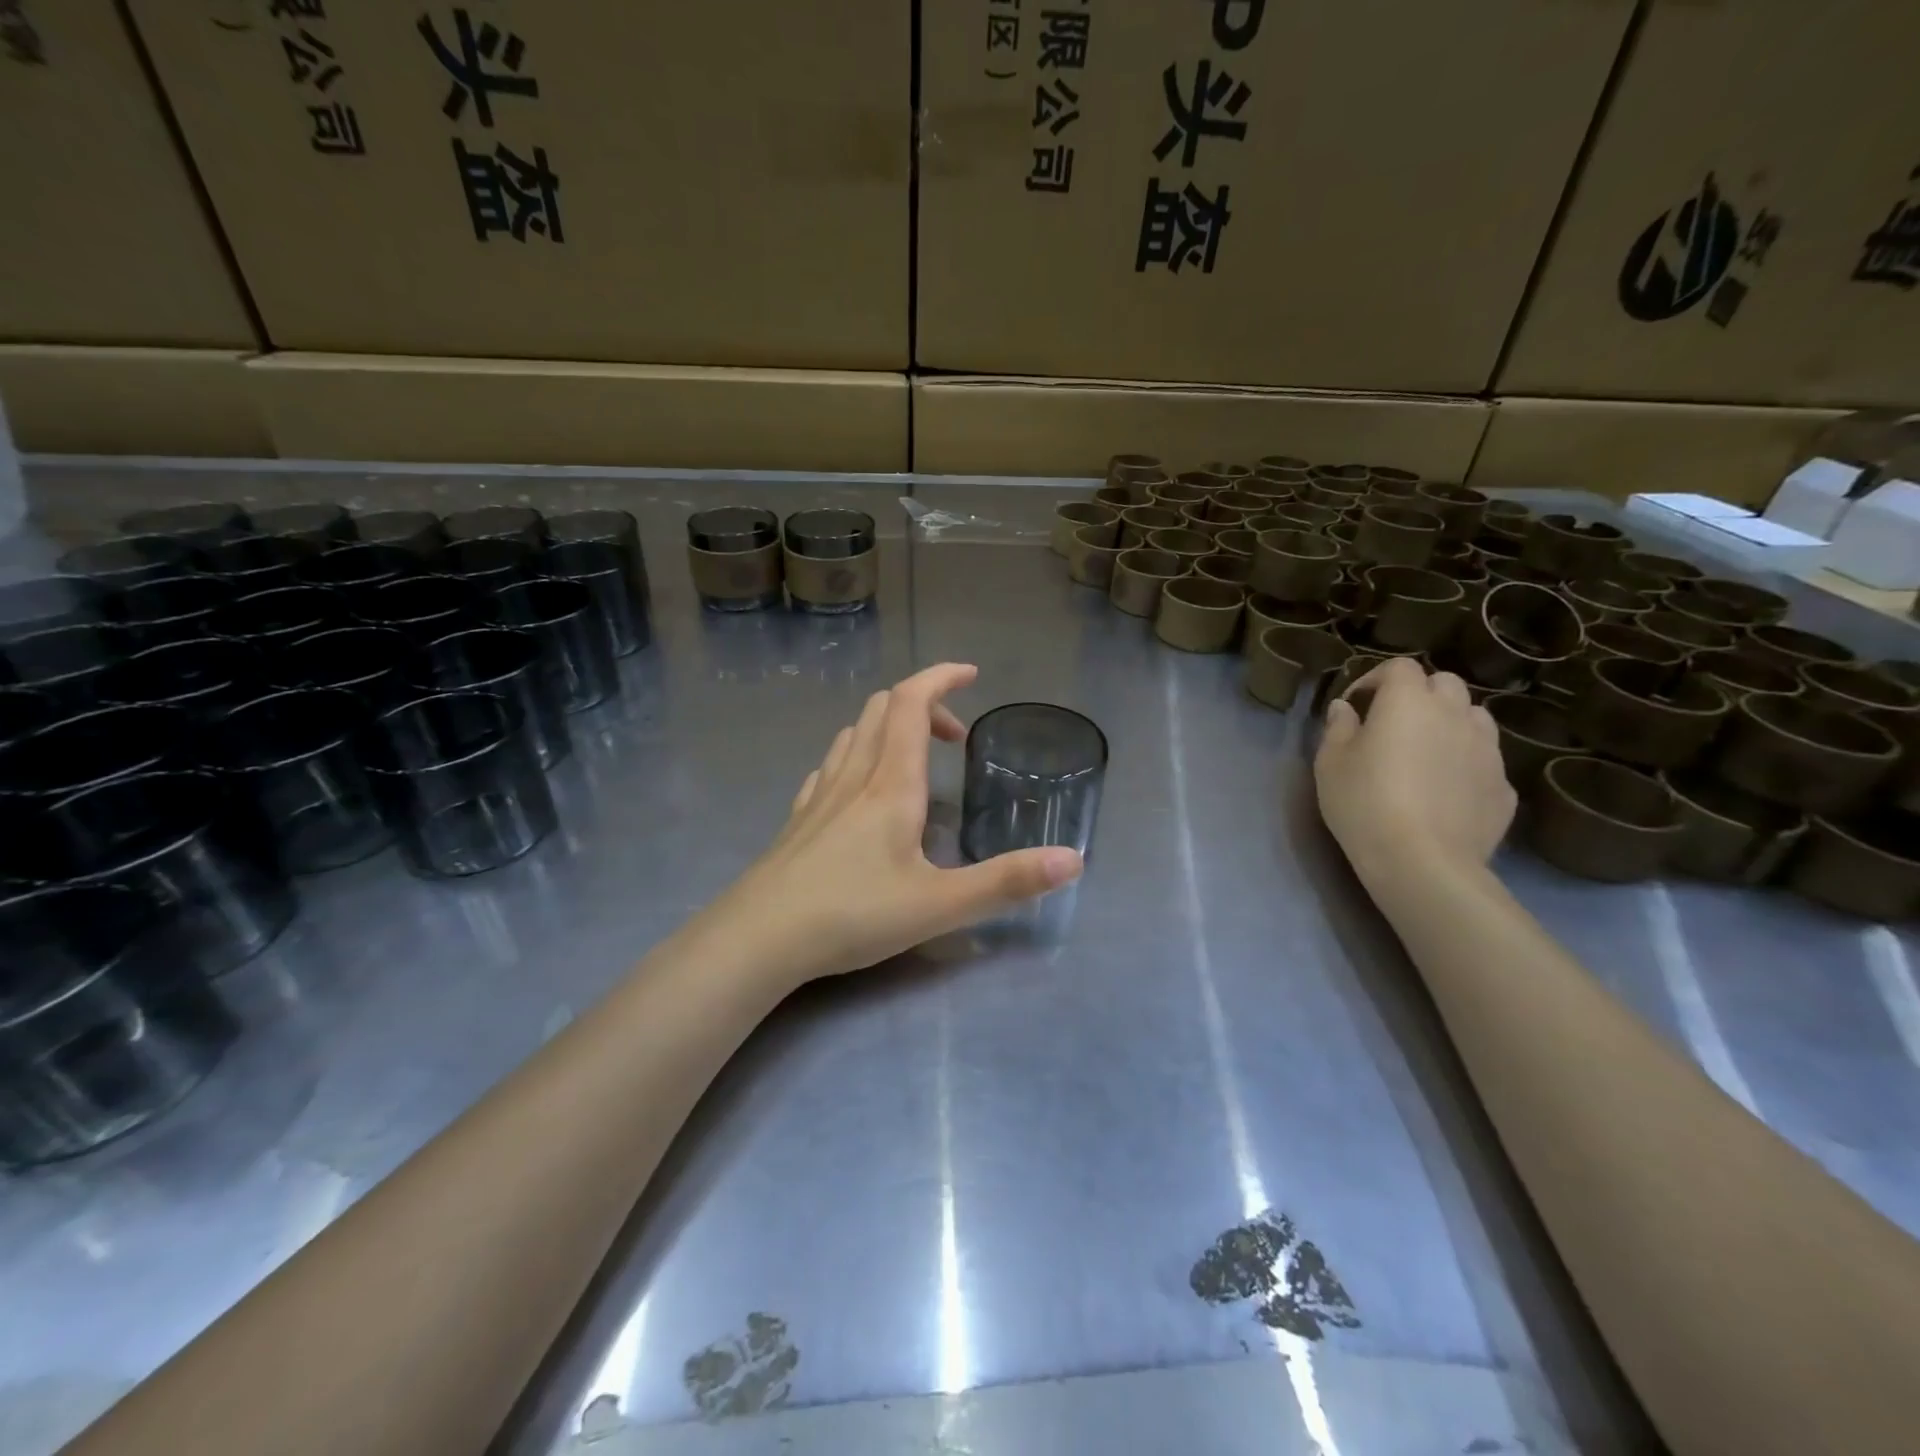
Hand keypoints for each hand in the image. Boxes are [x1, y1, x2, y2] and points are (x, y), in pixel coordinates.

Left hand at [696, 663, 1083, 985]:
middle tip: (956, 737)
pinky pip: (830, 766)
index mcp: (892, 784)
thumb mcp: (940, 905)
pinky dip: (856, 755)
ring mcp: (819, 796)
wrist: (759, 939)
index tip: (972, 674)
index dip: (942, 677)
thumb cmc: (852, 914)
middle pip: (882, 709)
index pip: (913, 703)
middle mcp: (854, 777)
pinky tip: (860, 789)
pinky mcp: (798, 819)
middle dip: (924, 705)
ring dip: (888, 726)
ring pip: (852, 733)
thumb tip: (1074, 860)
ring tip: (915, 756)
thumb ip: (1007, 882)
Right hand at [1313, 657, 1515, 890]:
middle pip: (1444, 683)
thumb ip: (1338, 727)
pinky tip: (1445, 790)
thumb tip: (1345, 708)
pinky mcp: (1503, 785)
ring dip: (1449, 723)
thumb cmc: (1364, 802)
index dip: (1376, 679)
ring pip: (1472, 717)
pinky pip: (1484, 760)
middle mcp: (1454, 714)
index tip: (1356, 705)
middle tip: (1393, 723)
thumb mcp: (1330, 763)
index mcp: (1408, 701)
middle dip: (1419, 694)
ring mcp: (1487, 749)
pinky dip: (1465, 763)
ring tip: (1425, 752)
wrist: (1423, 861)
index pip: (1399, 667)